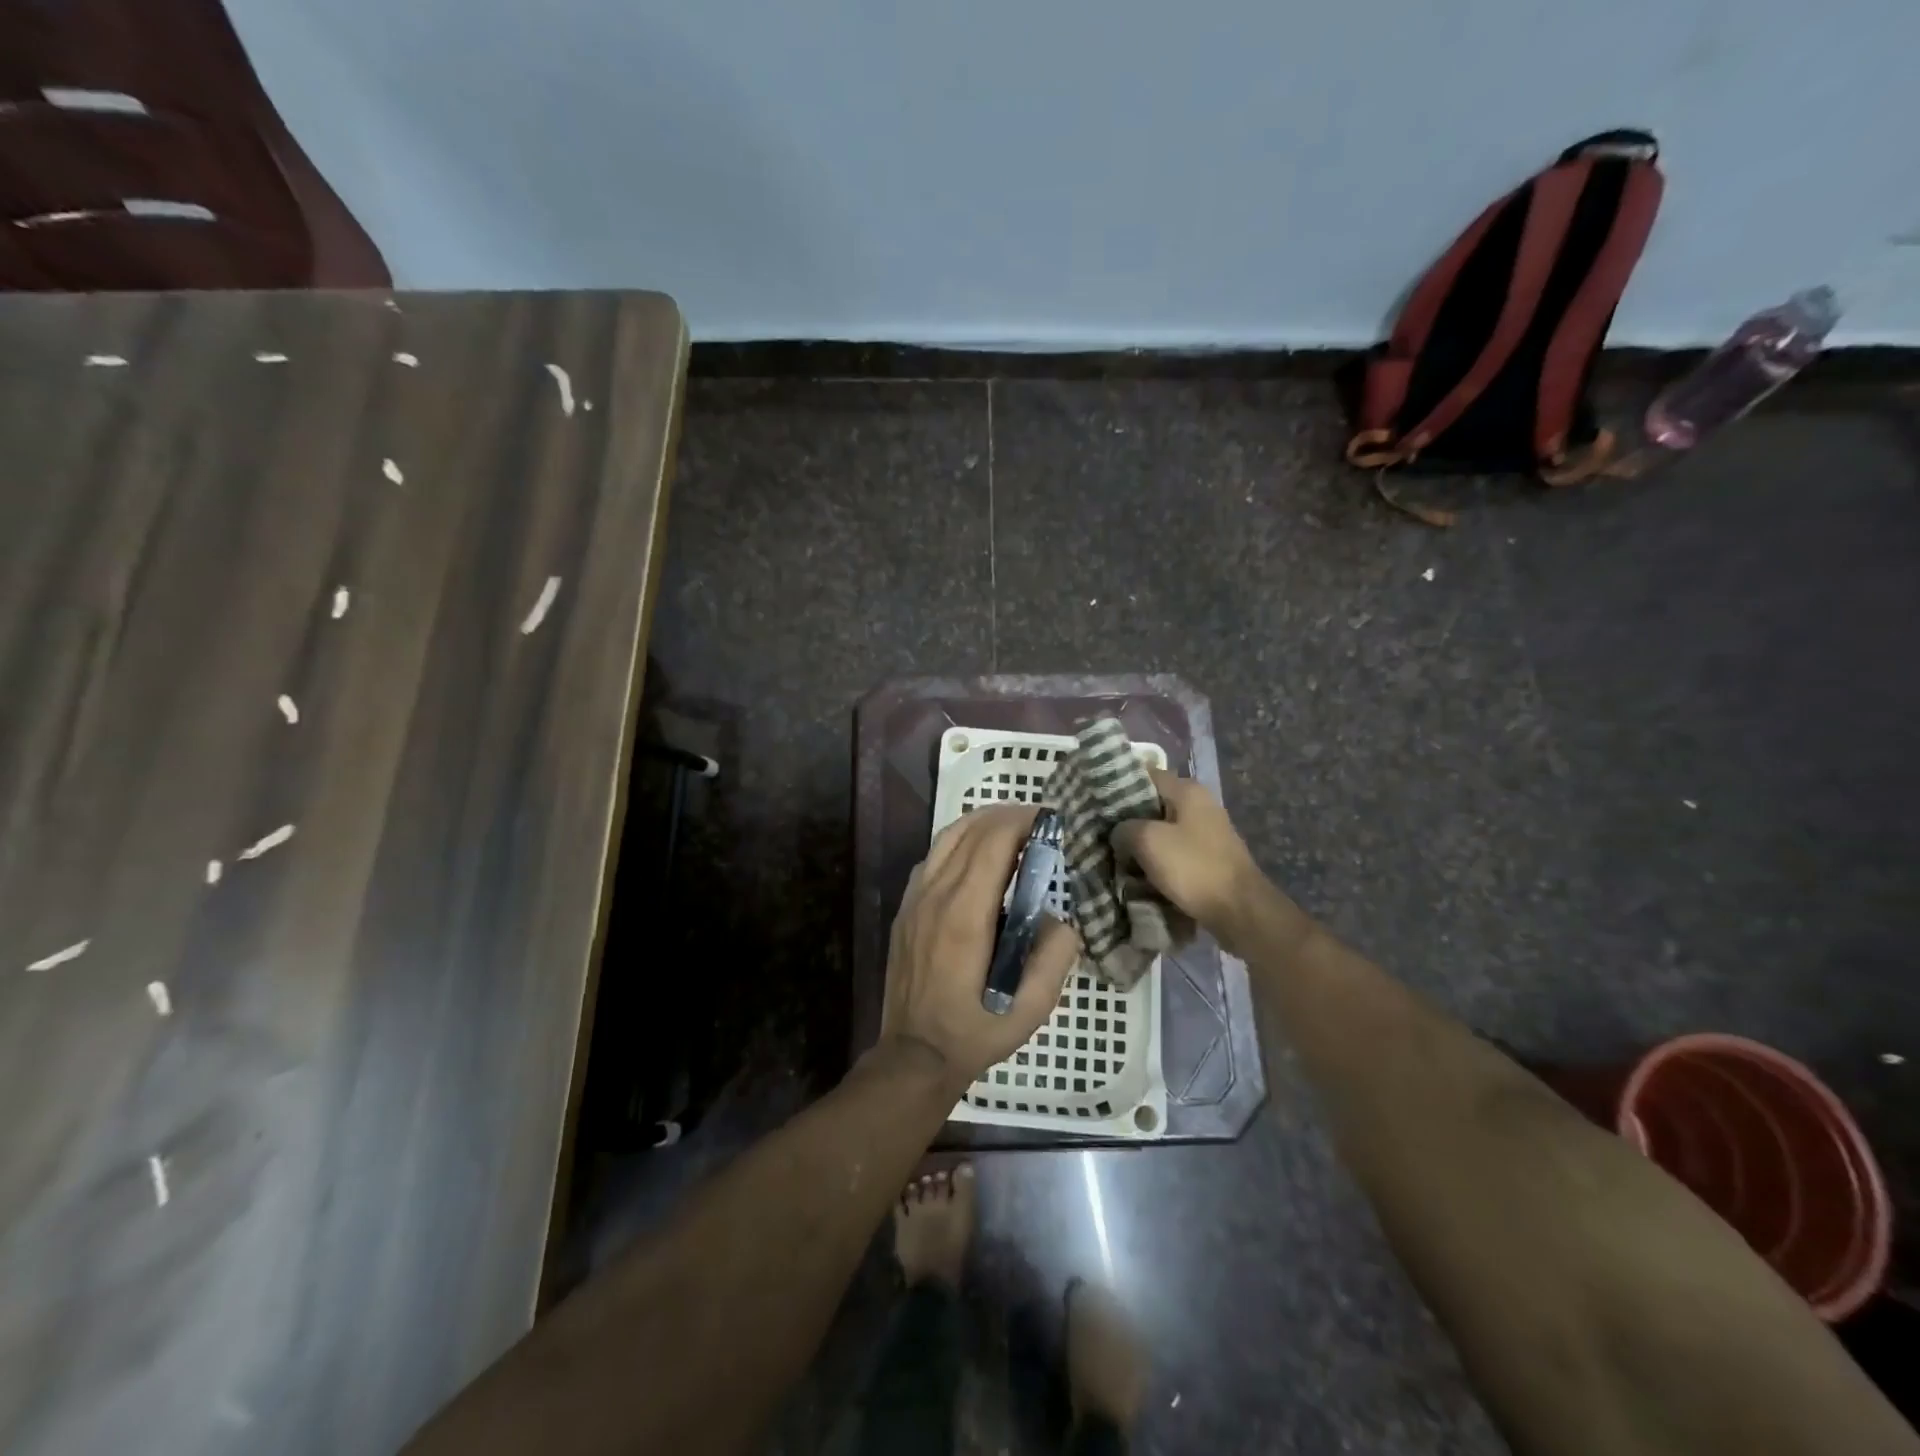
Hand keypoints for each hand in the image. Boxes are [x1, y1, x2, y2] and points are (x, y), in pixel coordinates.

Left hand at [882, 805, 1080, 1088]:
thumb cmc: (976, 1032)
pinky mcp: (905, 907)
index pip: (993, 843)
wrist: (913, 1055)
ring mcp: (914, 898)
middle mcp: (935, 895)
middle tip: (1038, 821)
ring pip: (946, 837)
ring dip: (981, 823)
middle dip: (1006, 816)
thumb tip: (1060, 918)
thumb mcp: (1030, 1009)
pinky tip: (978, 857)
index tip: (1050, 819)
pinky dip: (958, 842)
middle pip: (970, 830)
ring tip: (1012, 829)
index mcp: (965, 915)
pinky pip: (932, 857)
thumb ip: (1053, 957)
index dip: (1022, 821)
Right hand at [1110, 770, 1268, 947]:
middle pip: (1152, 805)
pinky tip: (1138, 875)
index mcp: (1187, 791)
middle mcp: (1199, 805)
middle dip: (1127, 821)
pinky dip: (1157, 861)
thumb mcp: (1147, 841)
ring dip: (1141, 845)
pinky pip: (1174, 853)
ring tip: (1114, 857)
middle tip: (1100, 834)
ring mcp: (1207, 833)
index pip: (1144, 775)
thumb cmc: (1193, 868)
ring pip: (1162, 831)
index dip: (1117, 786)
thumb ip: (1124, 828)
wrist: (1240, 911)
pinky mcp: (1209, 858)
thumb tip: (1119, 833)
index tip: (1094, 802)